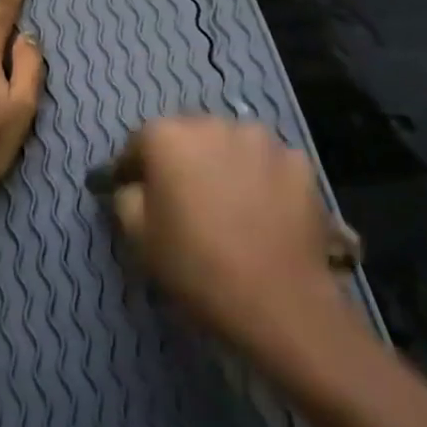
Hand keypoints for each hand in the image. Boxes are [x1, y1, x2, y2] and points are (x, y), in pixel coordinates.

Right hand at [108, 117, 360, 354]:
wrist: (279, 302)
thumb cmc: (195, 266)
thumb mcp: (137, 236)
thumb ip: (126, 197)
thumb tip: (134, 186)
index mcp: (167, 137)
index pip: (139, 142)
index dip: (132, 169)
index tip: (131, 191)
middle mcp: (213, 124)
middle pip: (187, 135)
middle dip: (179, 159)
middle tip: (181, 197)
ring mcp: (262, 140)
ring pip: (230, 144)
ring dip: (222, 163)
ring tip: (225, 201)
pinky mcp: (300, 162)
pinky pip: (267, 163)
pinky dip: (260, 177)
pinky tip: (261, 210)